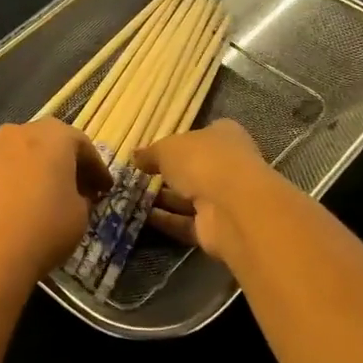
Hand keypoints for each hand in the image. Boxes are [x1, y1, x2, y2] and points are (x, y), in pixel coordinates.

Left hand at [0, 120, 113, 280]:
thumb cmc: (44, 227)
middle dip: (65, 164)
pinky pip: (1, 173)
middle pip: (48, 143)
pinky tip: (19, 208)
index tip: (105, 189)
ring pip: (21, 156)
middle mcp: (19, 133)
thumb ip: (82, 198)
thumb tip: (76, 196)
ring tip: (47, 199)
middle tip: (79, 189)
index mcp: (53, 135)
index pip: (82, 145)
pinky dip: (14, 184)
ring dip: (36, 172)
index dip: (96, 169)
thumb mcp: (80, 216)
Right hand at [133, 119, 282, 266]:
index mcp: (223, 136)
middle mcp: (227, 165)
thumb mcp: (167, 149)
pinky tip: (140, 217)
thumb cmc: (202, 162)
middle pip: (193, 168)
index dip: (176, 142)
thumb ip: (150, 152)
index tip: (151, 152)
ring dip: (163, 199)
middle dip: (167, 174)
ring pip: (188, 197)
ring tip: (130, 197)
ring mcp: (223, 198)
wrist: (232, 207)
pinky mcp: (215, 227)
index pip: (199, 135)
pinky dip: (165, 221)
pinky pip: (184, 222)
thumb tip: (135, 156)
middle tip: (136, 176)